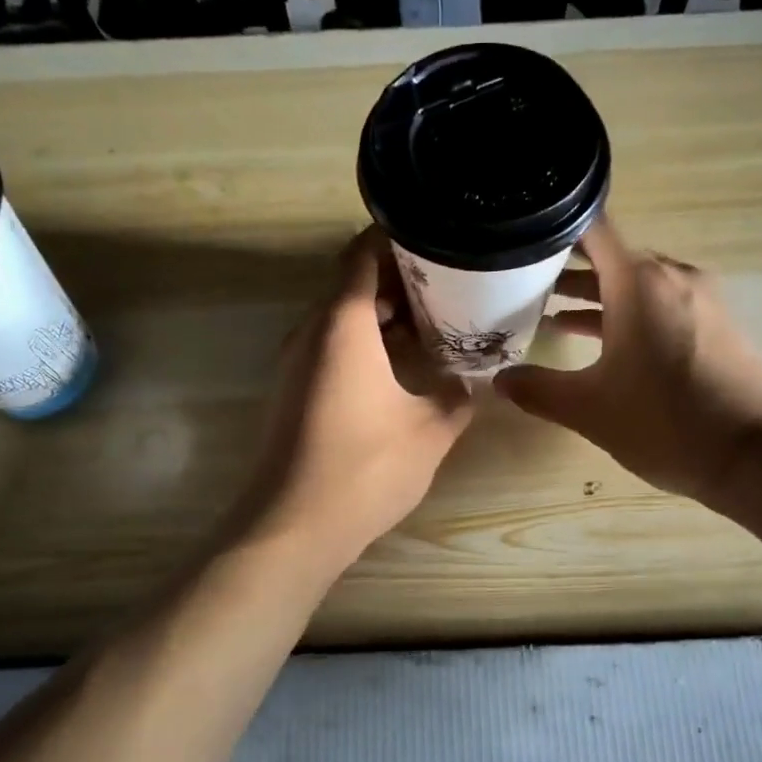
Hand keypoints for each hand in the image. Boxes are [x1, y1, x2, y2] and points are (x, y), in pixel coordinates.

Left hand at [236, 229, 474, 572]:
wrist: (292, 526)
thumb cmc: (365, 468)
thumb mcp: (430, 431)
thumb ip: (456, 397)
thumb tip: (469, 382)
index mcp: (343, 325)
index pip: (363, 254)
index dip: (397, 238)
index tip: (436, 236)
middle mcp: (312, 332)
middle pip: (352, 283)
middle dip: (398, 277)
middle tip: (449, 281)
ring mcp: (296, 362)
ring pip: (341, 317)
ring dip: (382, 313)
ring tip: (433, 320)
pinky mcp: (293, 390)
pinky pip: (331, 346)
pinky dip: (365, 341)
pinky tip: (401, 365)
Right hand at [494, 218, 761, 506]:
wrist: (758, 456)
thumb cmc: (667, 422)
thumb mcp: (590, 409)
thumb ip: (538, 390)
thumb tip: (499, 380)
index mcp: (639, 281)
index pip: (590, 228)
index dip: (551, 230)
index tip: (517, 242)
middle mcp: (672, 276)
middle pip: (611, 255)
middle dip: (567, 268)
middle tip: (521, 283)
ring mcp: (700, 298)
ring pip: (636, 282)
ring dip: (597, 294)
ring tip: (551, 312)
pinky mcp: (715, 324)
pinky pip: (661, 303)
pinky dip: (628, 313)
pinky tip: (603, 342)